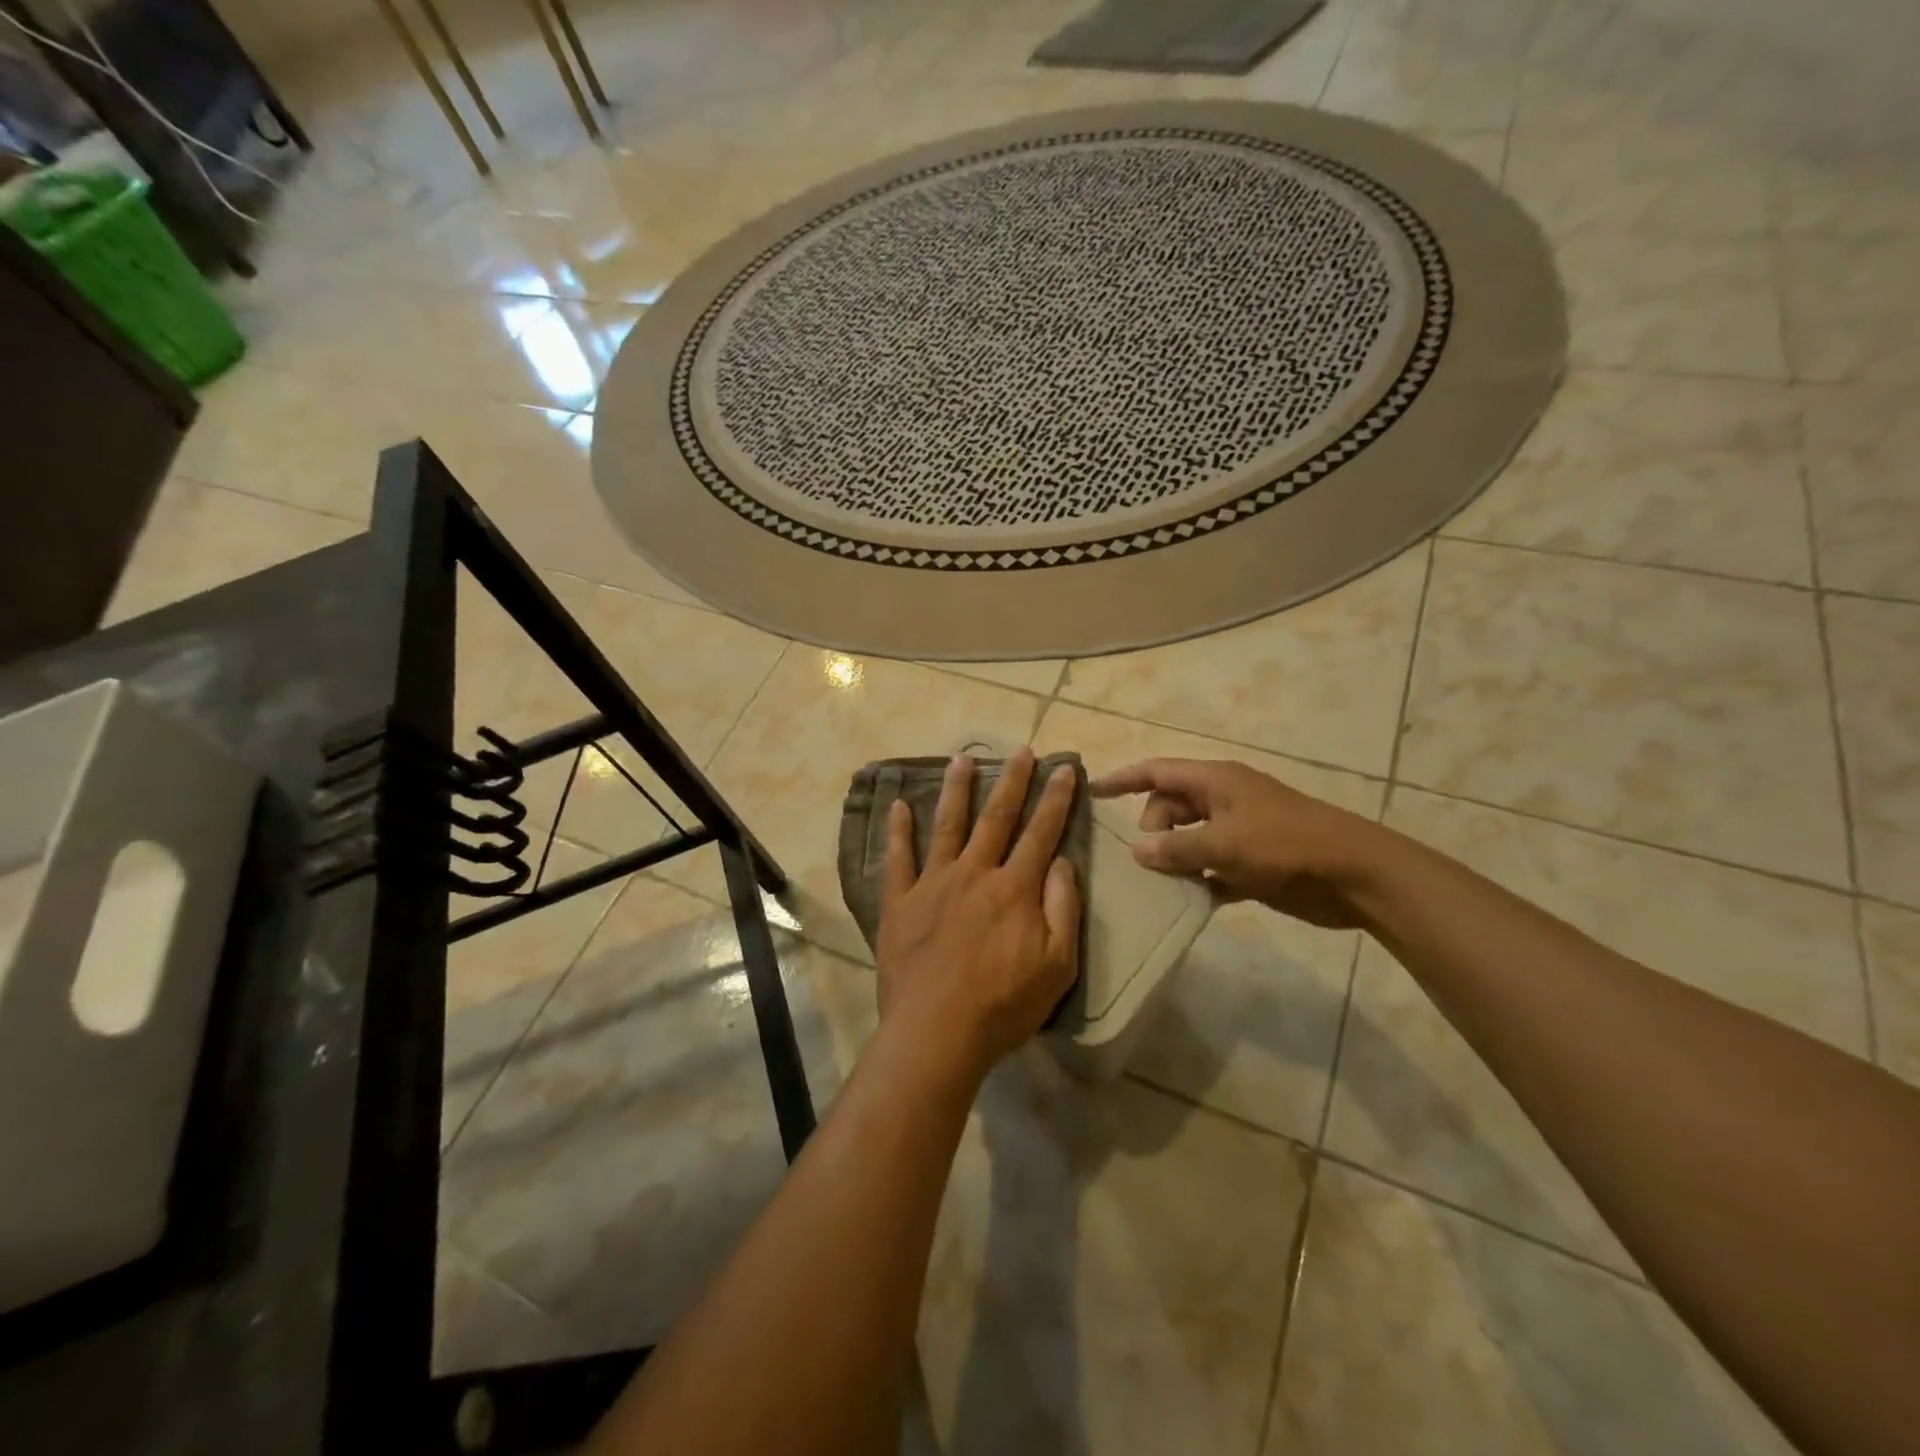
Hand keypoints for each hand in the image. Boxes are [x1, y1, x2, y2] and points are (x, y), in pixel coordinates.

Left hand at [876, 748, 1081, 1074]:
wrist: (936, 1032)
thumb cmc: (1003, 1005)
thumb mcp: (1057, 965)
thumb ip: (1062, 908)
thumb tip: (1062, 861)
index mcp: (1014, 888)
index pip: (1041, 832)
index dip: (1056, 799)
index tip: (1065, 768)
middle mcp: (974, 873)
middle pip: (996, 817)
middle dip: (1011, 780)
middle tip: (1020, 750)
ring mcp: (933, 883)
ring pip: (947, 825)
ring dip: (956, 790)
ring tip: (961, 759)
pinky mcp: (900, 901)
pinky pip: (897, 858)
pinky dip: (898, 830)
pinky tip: (898, 805)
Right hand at [1089, 758, 1385, 928]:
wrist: (1354, 875)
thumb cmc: (1286, 845)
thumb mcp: (1225, 843)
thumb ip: (1177, 847)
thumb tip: (1138, 851)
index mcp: (1216, 781)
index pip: (1157, 772)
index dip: (1123, 779)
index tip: (1091, 791)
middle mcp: (1223, 801)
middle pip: (1169, 807)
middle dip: (1151, 830)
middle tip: (1148, 861)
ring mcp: (1238, 832)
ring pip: (1189, 839)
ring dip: (1172, 859)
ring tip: (1156, 885)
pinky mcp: (1252, 864)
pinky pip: (1210, 868)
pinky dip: (1197, 880)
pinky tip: (1186, 901)